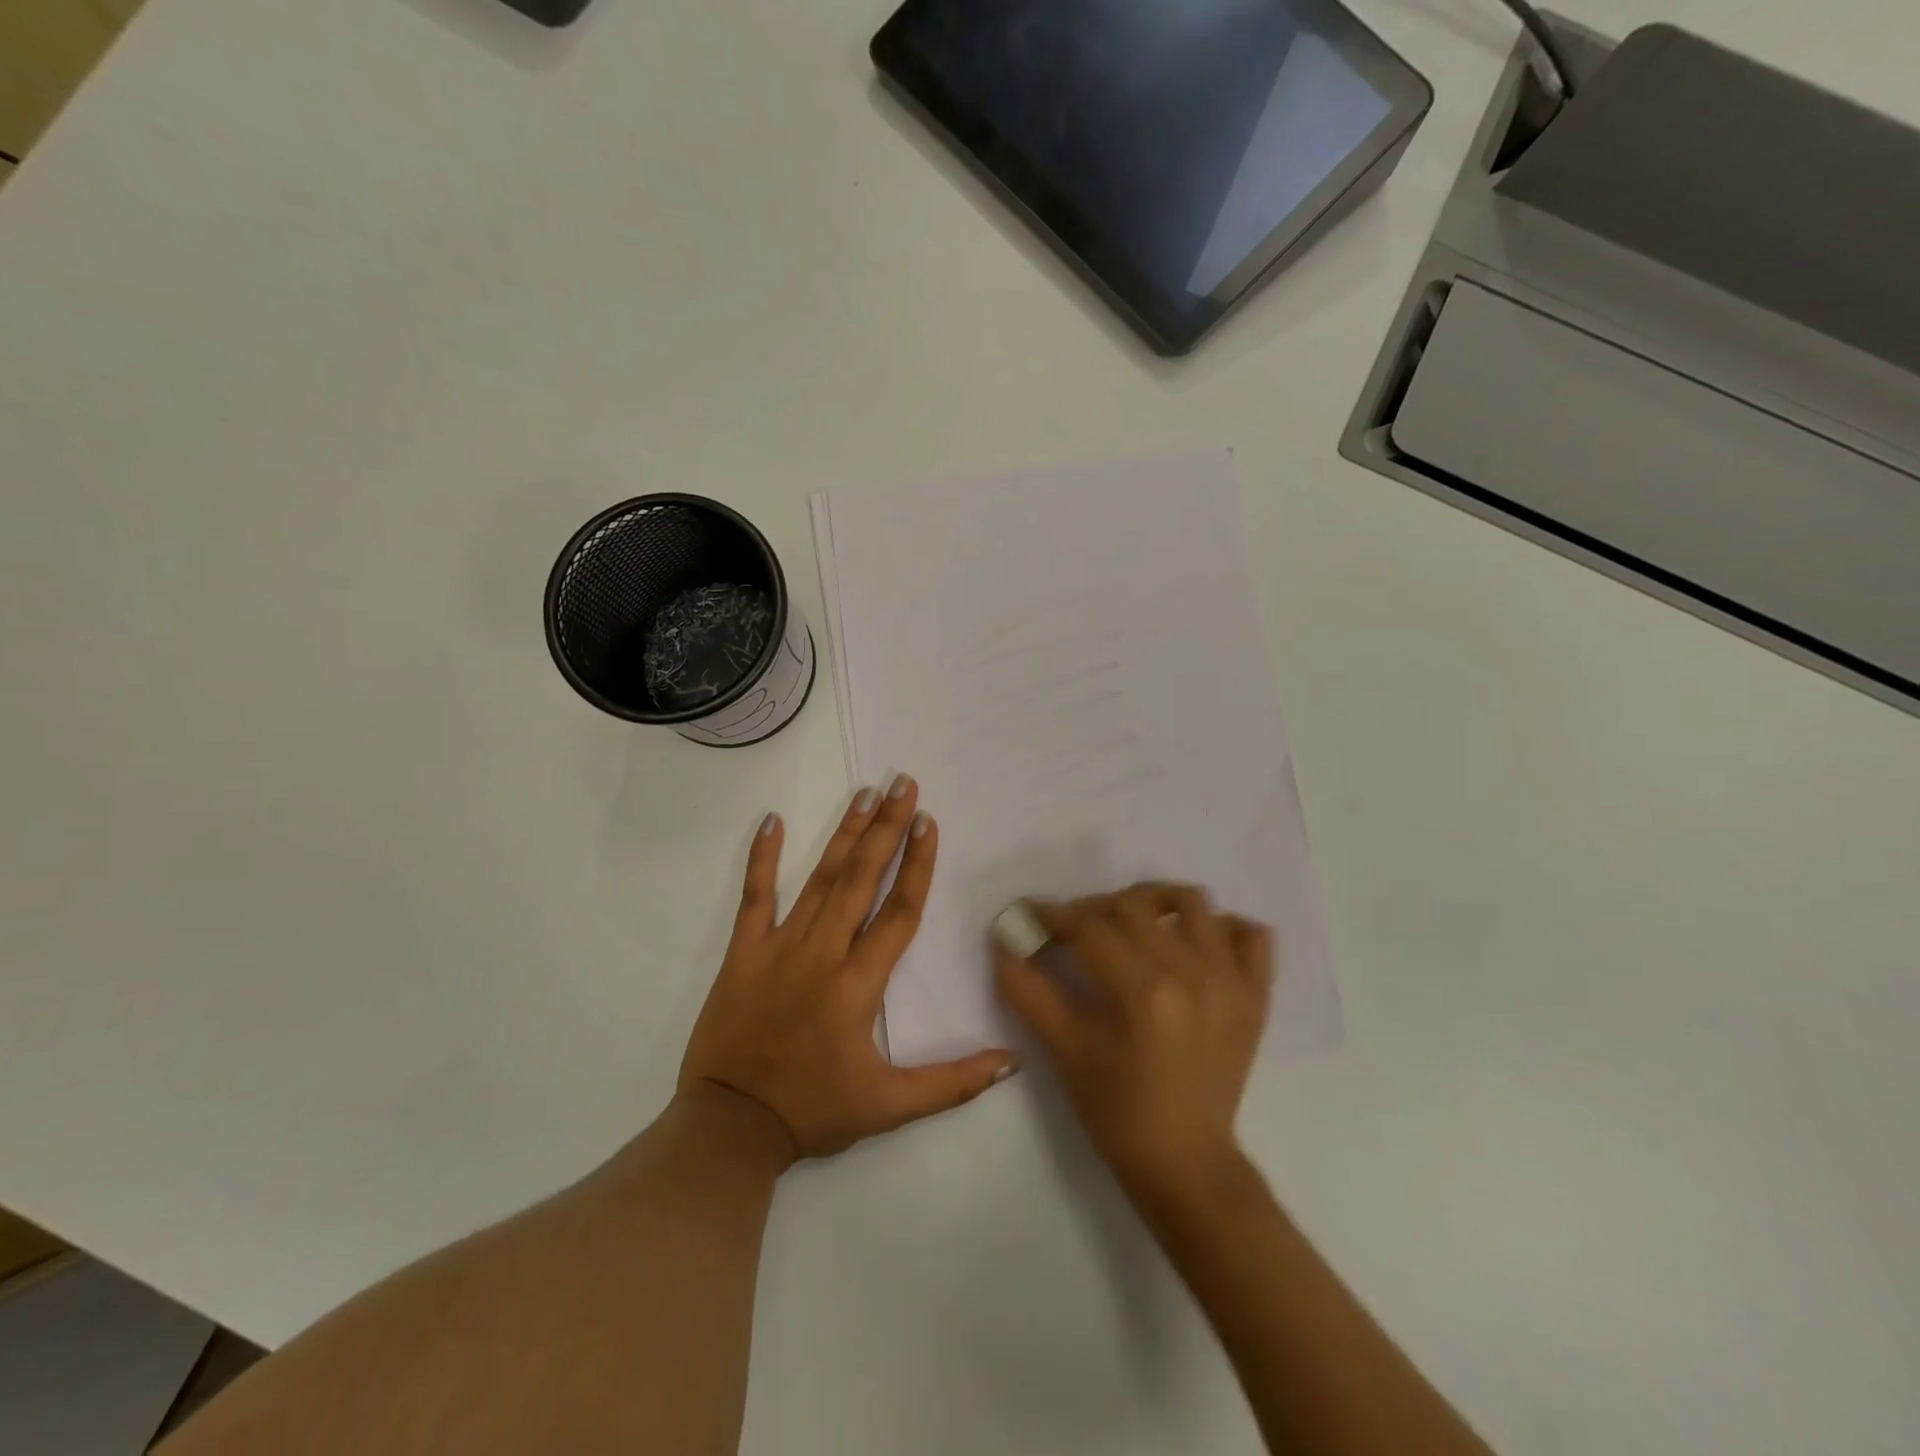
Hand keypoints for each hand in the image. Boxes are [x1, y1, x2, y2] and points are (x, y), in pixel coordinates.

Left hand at [679, 776, 1016, 1163]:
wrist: (729, 1128)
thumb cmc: (813, 1111)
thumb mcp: (889, 1107)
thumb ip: (952, 1083)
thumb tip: (1012, 1063)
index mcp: (859, 984)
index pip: (898, 912)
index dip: (918, 865)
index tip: (928, 822)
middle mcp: (822, 953)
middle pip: (861, 879)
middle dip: (886, 828)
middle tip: (902, 784)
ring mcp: (779, 947)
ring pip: (819, 879)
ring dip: (844, 834)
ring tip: (864, 794)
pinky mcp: (743, 952)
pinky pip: (754, 896)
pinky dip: (762, 858)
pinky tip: (772, 821)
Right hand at [995, 883, 1272, 1197]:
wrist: (1186, 1165)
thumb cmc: (1117, 1113)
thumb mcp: (1064, 1053)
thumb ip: (1028, 992)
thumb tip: (1002, 941)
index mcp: (1143, 992)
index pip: (1091, 927)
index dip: (1055, 915)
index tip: (1034, 915)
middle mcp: (1193, 974)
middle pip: (1135, 905)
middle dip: (1095, 907)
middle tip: (1076, 929)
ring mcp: (1232, 982)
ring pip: (1193, 903)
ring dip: (1155, 901)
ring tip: (1133, 924)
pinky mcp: (1257, 996)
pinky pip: (1252, 935)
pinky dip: (1221, 927)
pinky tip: (1193, 944)